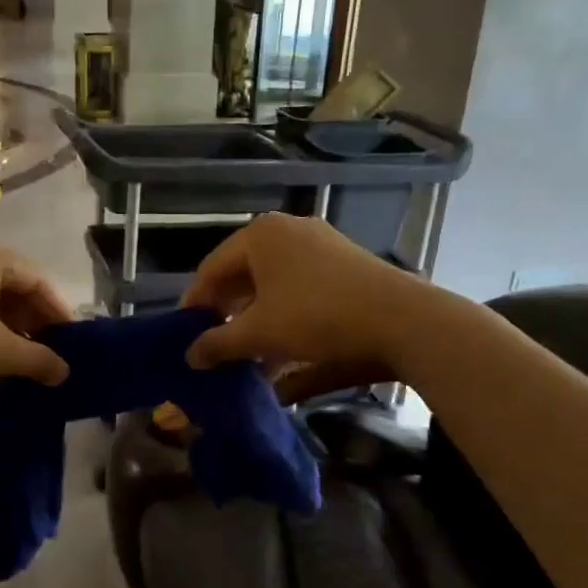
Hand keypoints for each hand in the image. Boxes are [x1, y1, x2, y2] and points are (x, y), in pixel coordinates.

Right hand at [181, 214, 431, 392]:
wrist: (401, 319)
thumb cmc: (316, 316)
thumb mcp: (259, 334)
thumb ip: (218, 343)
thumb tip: (191, 356)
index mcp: (260, 235)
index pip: (212, 269)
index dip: (195, 303)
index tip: (185, 334)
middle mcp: (289, 231)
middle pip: (243, 275)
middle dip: (228, 313)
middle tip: (215, 344)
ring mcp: (321, 245)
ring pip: (274, 285)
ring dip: (256, 320)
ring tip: (247, 356)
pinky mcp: (346, 266)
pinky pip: (301, 289)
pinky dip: (286, 316)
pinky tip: (282, 351)